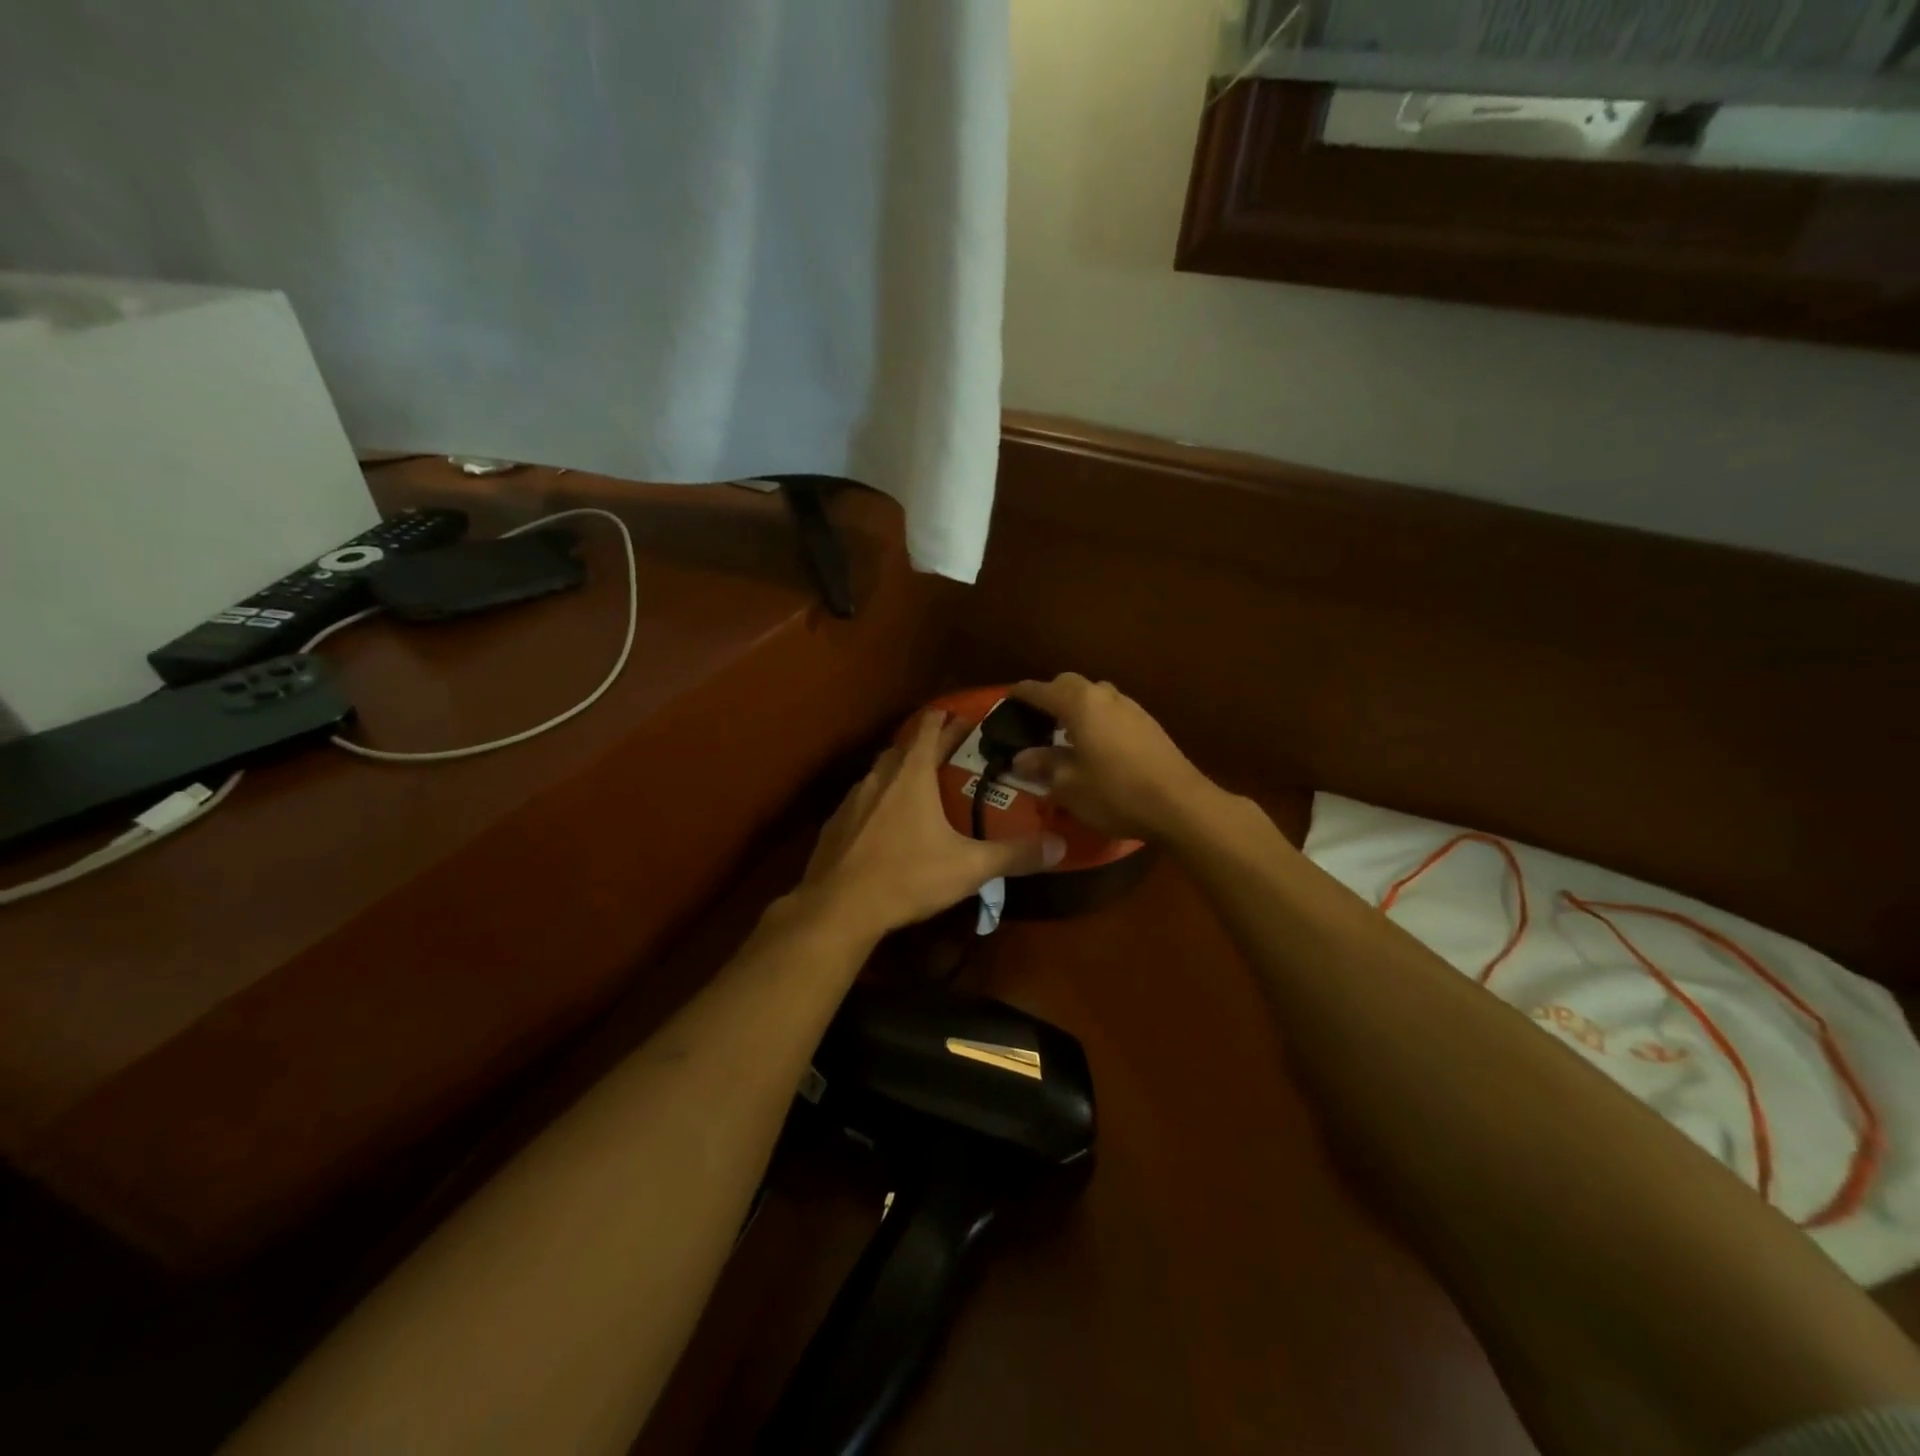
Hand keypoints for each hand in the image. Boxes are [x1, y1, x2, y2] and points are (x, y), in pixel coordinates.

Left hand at [801, 711, 1065, 939]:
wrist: (838, 908)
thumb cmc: (907, 877)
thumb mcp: (969, 867)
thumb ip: (1015, 855)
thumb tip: (1060, 846)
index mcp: (911, 777)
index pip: (929, 731)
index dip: (946, 720)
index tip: (960, 715)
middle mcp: (879, 779)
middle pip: (902, 749)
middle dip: (923, 745)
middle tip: (945, 753)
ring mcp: (851, 801)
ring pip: (878, 774)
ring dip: (897, 772)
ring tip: (916, 787)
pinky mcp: (834, 826)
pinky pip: (860, 802)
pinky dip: (876, 802)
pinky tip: (883, 825)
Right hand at [1007, 674, 1217, 841]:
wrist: (1180, 805)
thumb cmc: (1115, 793)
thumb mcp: (1069, 785)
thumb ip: (1044, 765)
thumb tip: (1022, 758)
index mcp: (1080, 705)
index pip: (1042, 690)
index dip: (1022, 693)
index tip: (1008, 697)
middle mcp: (1106, 697)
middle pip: (1071, 684)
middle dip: (1051, 695)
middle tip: (1036, 717)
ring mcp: (1132, 708)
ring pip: (1096, 695)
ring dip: (1077, 706)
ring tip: (1066, 731)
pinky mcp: (1149, 724)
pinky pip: (1113, 711)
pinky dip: (1097, 718)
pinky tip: (1095, 744)